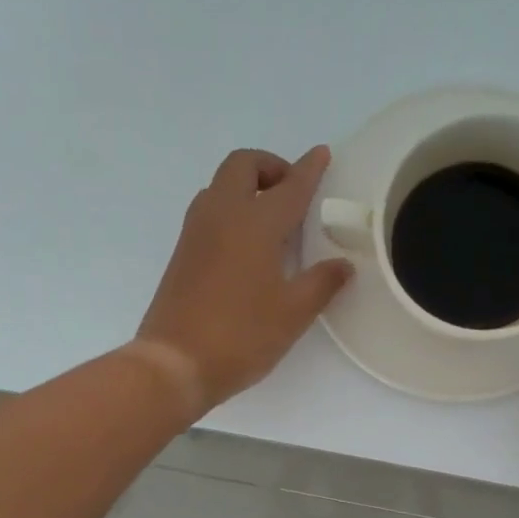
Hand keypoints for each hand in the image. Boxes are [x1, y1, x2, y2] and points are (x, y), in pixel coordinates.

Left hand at [134, 146, 352, 413]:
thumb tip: (342, 265)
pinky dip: (230, 209)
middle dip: (270, 166)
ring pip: (220, 185)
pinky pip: (208, 211)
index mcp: (256, 223)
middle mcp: (222, 214)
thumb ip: (321, 284)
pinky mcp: (182, 253)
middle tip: (291, 192)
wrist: (175, 362)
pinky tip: (245, 244)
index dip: (309, 169)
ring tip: (270, 219)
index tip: (321, 154)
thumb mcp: (292, 314)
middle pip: (243, 165)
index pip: (289, 186)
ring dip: (247, 186)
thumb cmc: (241, 336)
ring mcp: (196, 232)